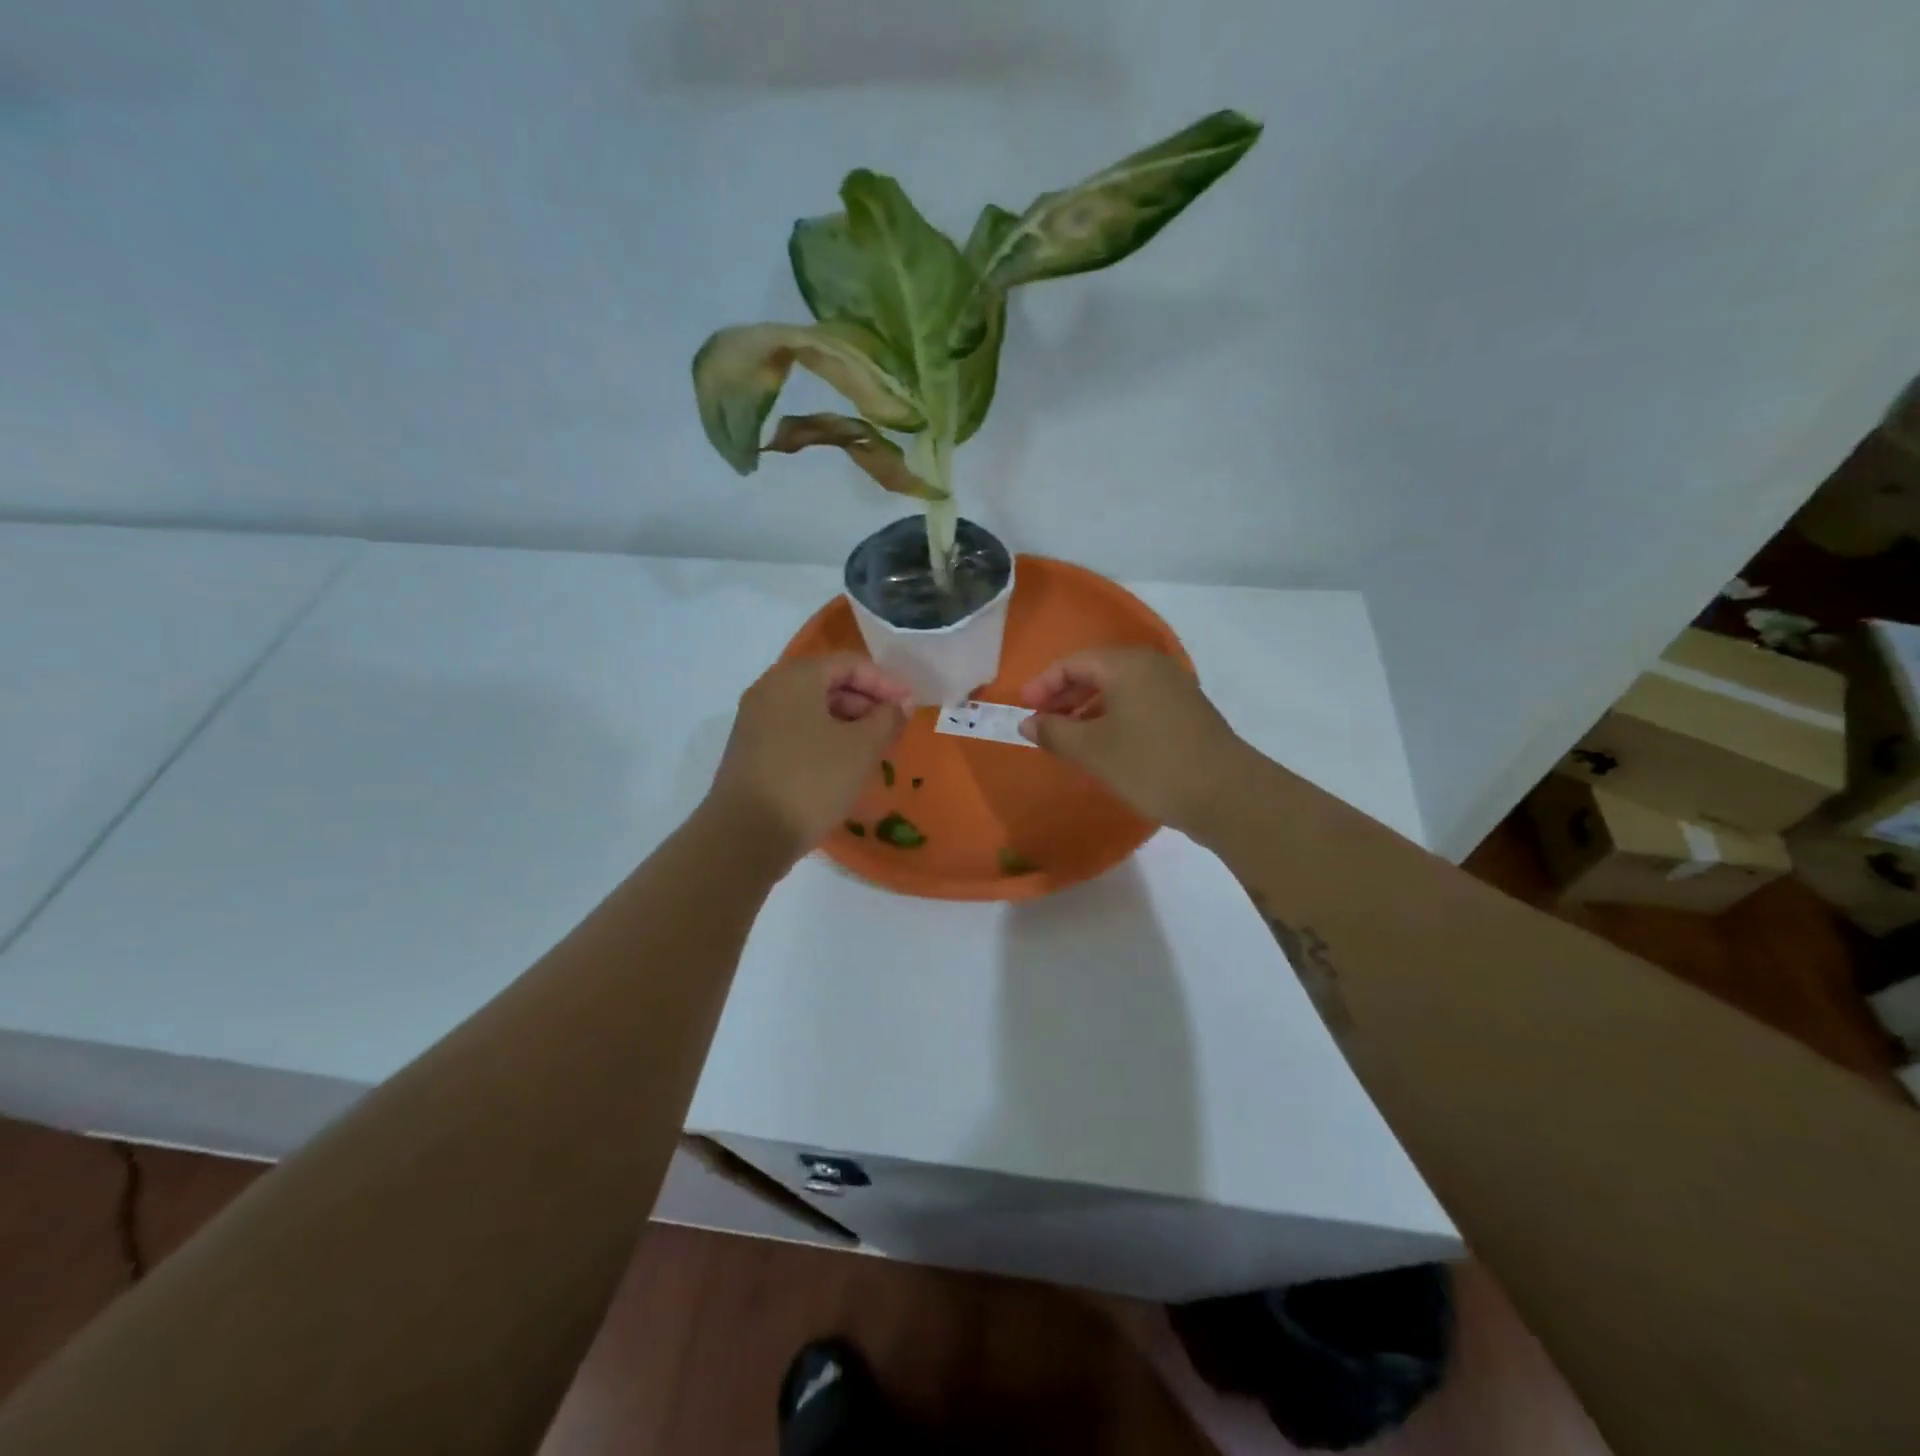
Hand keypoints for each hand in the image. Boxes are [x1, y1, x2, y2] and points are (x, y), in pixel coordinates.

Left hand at [704, 654, 909, 864]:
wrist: (746, 836)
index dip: (885, 682)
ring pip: (812, 710)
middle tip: (894, 730)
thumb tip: (901, 703)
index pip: (849, 663)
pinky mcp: (751, 751)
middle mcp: (770, 690)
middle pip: (828, 683)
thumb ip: (887, 718)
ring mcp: (755, 722)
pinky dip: (825, 740)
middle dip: (866, 703)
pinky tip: (844, 767)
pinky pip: (796, 731)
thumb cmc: (811, 781)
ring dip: (848, 724)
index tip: (910, 707)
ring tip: (875, 751)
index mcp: (795, 678)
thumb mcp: (861, 749)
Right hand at [1018, 647, 1252, 832]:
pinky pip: (1137, 703)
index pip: (1072, 662)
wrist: (1226, 794)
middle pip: (1096, 671)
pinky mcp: (1186, 711)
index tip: (1023, 711)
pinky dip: (1112, 717)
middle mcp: (1151, 666)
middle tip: (1041, 724)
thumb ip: (1054, 732)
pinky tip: (1103, 745)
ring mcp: (1173, 687)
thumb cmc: (1150, 764)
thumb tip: (1028, 723)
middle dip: (1064, 696)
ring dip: (1087, 709)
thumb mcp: (1092, 751)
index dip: (1042, 685)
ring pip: (1118, 689)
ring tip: (1068, 739)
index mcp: (1127, 664)